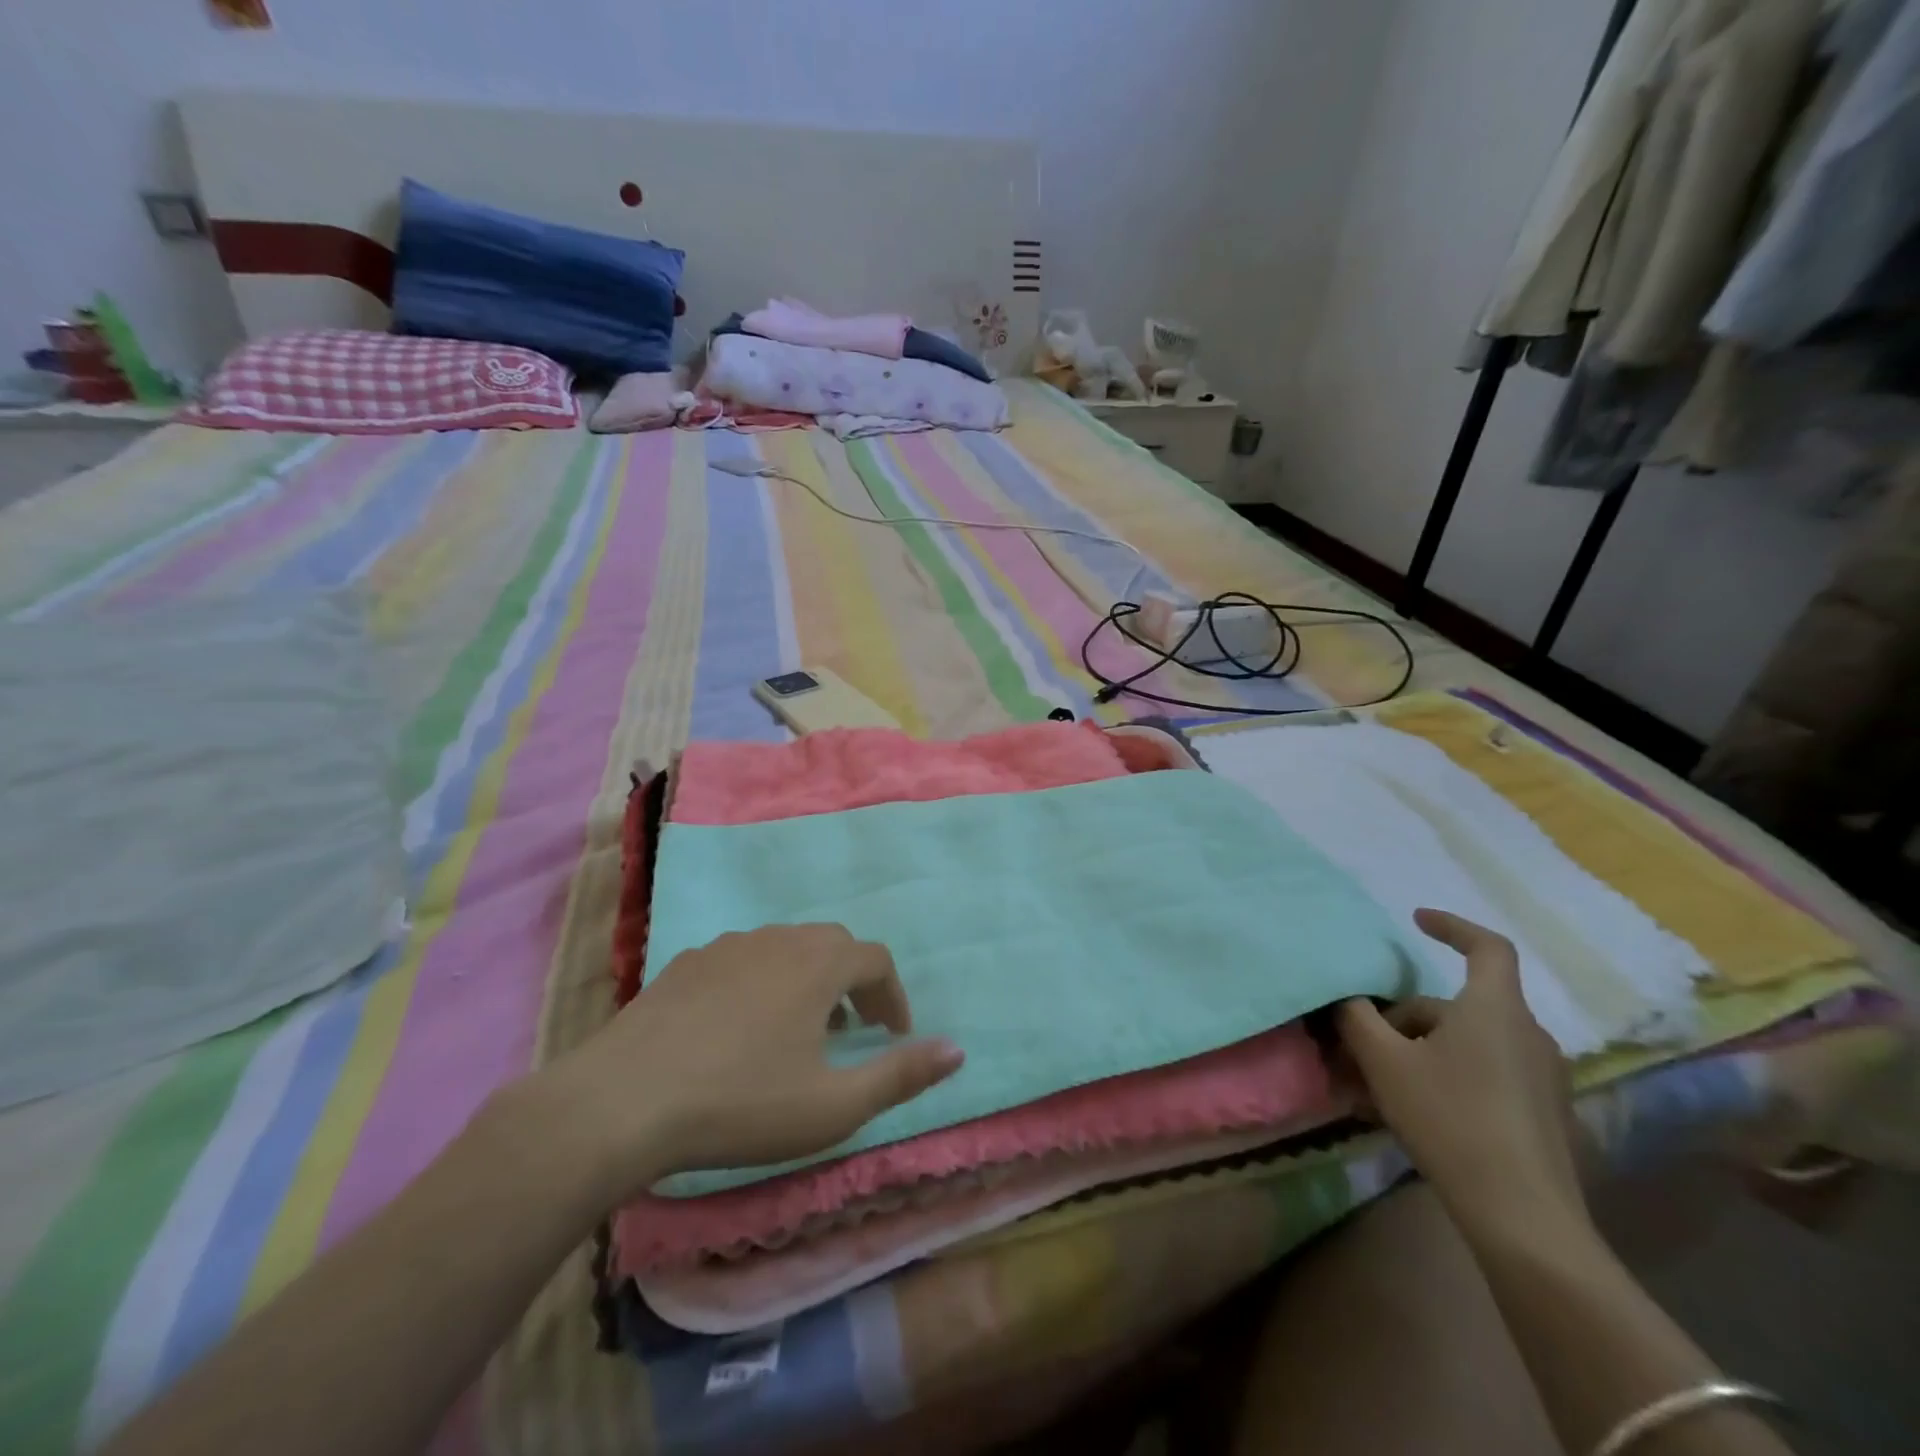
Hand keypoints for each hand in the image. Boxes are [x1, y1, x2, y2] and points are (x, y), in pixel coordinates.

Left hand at [539, 923, 963, 1206]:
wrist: (621, 1101)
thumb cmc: (740, 1104)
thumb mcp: (833, 1106)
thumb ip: (900, 1075)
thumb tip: (958, 1050)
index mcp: (818, 964)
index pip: (875, 960)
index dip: (892, 996)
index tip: (893, 1035)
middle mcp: (778, 939)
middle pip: (832, 945)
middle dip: (852, 982)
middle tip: (851, 1030)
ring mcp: (727, 945)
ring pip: (785, 948)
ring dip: (807, 980)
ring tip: (798, 1030)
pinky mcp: (686, 962)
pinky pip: (743, 959)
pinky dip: (762, 982)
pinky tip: (739, 1027)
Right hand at [1337, 910, 1585, 1235]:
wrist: (1523, 1216)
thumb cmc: (1450, 1118)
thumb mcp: (1385, 1062)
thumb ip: (1358, 1018)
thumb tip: (1349, 998)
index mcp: (1495, 1009)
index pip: (1487, 947)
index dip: (1452, 926)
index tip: (1417, 920)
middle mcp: (1527, 1034)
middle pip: (1455, 1006)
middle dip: (1405, 1019)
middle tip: (1363, 1046)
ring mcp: (1542, 1077)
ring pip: (1467, 1044)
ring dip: (1420, 1052)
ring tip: (1378, 1086)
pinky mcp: (1544, 1114)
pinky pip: (1485, 1075)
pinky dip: (1446, 1078)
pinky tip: (1414, 1113)